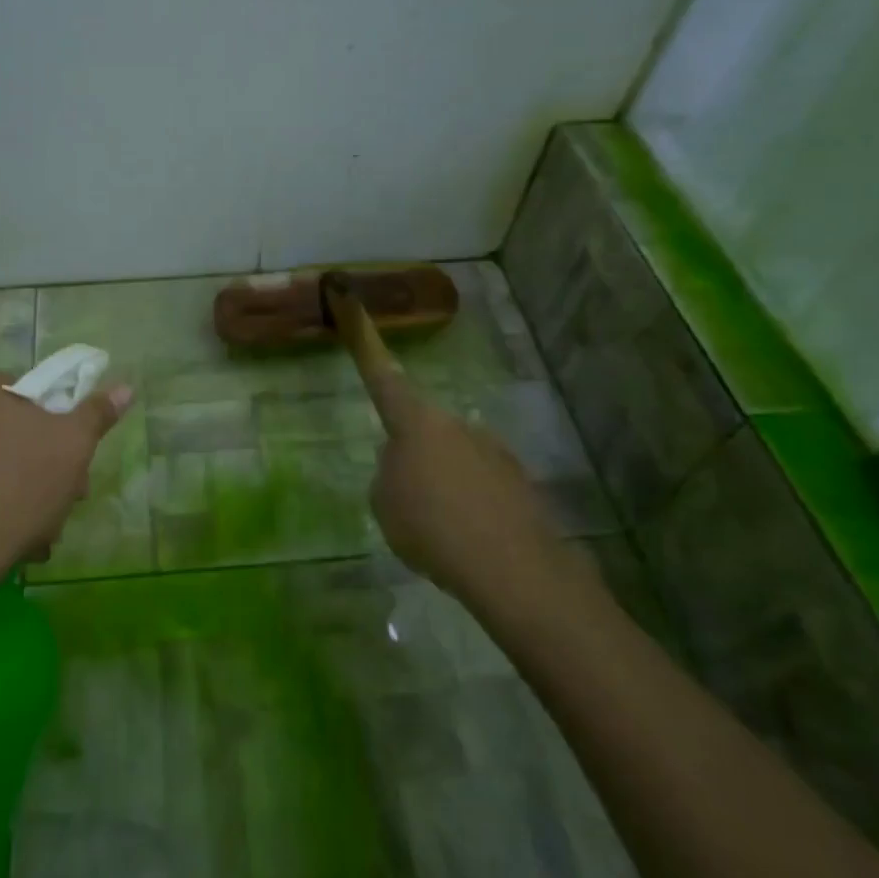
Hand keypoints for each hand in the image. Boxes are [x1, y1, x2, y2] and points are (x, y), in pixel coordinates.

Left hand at [0, 371, 134, 572]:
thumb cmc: (19, 488)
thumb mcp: (73, 447)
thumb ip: (96, 413)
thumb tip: (124, 388)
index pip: (32, 395)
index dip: (59, 428)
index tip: (73, 464)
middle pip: (11, 431)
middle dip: (40, 465)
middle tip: (60, 500)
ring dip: (17, 489)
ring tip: (36, 531)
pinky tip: (4, 536)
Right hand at [366, 369, 570, 609]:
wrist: (511, 568)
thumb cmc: (430, 527)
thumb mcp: (384, 503)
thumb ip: (388, 473)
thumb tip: (404, 463)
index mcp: (416, 423)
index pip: (385, 380)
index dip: (369, 350)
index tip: (358, 309)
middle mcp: (456, 424)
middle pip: (425, 430)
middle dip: (415, 454)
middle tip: (407, 498)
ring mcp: (494, 449)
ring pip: (456, 458)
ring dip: (446, 481)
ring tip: (441, 530)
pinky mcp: (520, 480)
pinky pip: (483, 485)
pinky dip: (473, 503)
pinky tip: (471, 539)